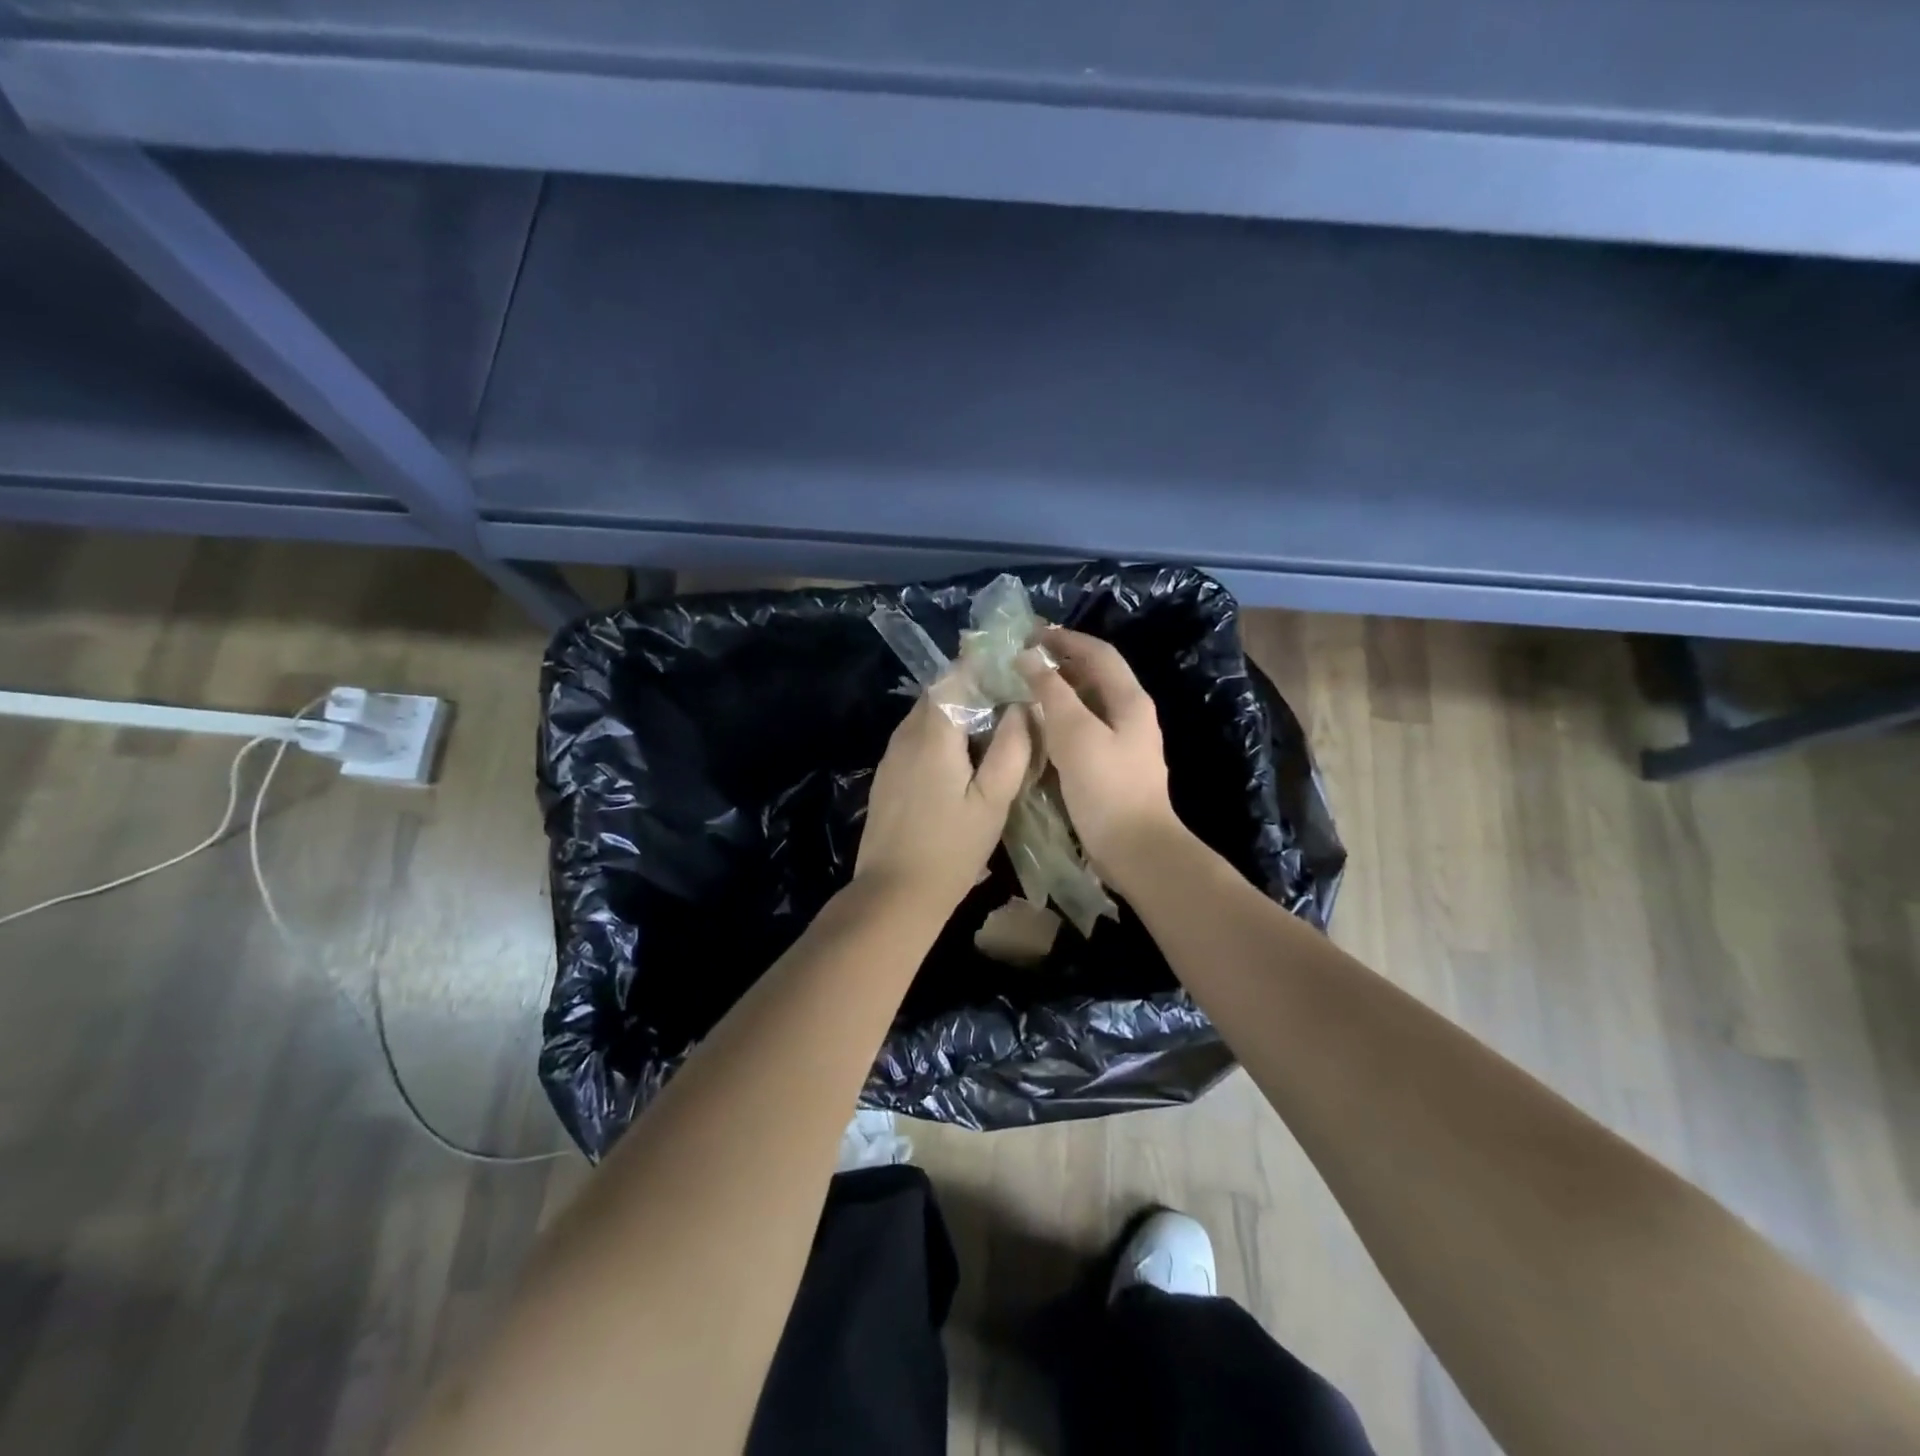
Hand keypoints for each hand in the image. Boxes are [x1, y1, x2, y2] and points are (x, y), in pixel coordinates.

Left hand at [854, 689, 1033, 912]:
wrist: (895, 893)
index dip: (984, 669)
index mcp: (933, 734)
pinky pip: (915, 739)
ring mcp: (892, 756)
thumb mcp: (993, 801)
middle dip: (972, 690)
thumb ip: (1011, 749)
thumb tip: (1022, 707)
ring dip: (955, 713)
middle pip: (939, 695)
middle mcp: (906, 735)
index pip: (955, 678)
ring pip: (925, 717)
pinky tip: (962, 759)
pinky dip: (940, 735)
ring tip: (992, 728)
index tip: (1013, 670)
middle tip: (1010, 701)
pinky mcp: (887, 777)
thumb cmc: (951, 848)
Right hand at [1020, 628, 1182, 885]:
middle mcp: (1130, 715)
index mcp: (1129, 700)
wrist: (1135, 849)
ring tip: (1022, 690)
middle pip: (1094, 676)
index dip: (1065, 639)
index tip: (1029, 635)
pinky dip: (1060, 721)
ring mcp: (1122, 743)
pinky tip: (1037, 729)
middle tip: (1020, 661)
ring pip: (1087, 705)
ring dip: (1057, 692)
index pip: (1098, 653)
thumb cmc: (1106, 787)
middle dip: (1059, 664)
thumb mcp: (1075, 733)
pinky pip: (1083, 731)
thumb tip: (1029, 657)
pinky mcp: (1110, 767)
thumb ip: (1052, 692)